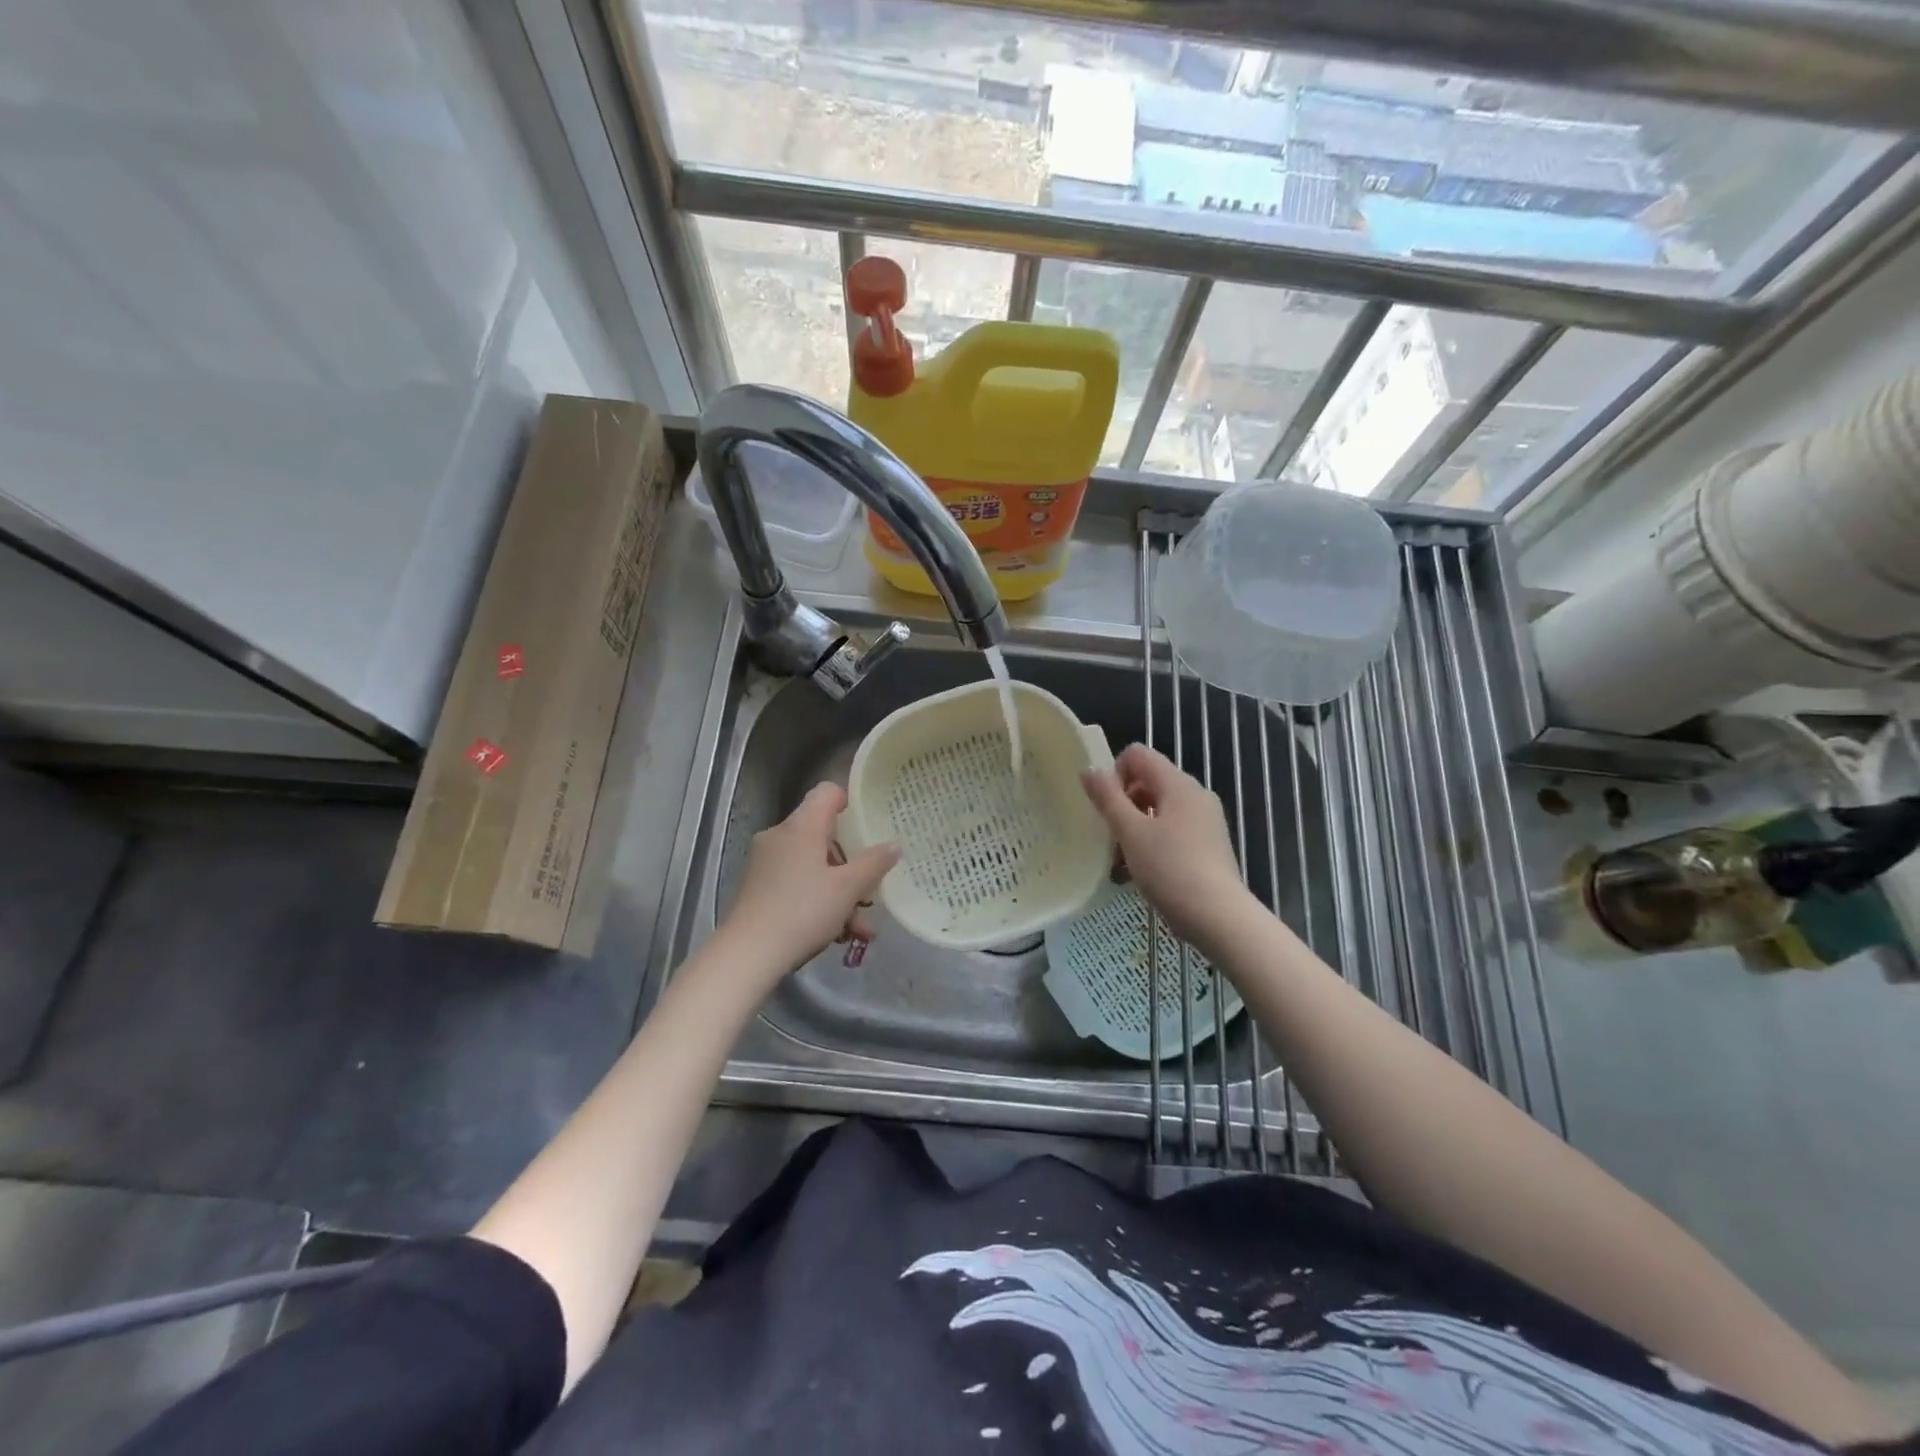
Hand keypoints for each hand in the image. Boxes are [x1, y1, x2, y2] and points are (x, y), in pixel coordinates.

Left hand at [721, 783, 898, 976]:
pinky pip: (796, 883)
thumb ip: (874, 864)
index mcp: (801, 826)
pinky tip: (836, 935)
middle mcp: (780, 836)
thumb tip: (893, 844)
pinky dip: (818, 901)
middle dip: (851, 864)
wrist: (747, 954)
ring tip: (860, 928)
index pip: (827, 793)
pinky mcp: (758, 888)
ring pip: (812, 866)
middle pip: (823, 835)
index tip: (869, 825)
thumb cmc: (802, 911)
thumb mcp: (847, 889)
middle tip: (870, 889)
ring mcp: (765, 863)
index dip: (850, 803)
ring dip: (839, 892)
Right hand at [1082, 744, 1252, 949]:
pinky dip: (1153, 843)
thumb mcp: (1130, 833)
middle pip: (1148, 782)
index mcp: (1178, 784)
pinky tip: (1140, 873)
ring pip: (1159, 810)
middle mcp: (1195, 794)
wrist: (1219, 918)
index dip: (1115, 774)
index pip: (1138, 754)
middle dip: (1123, 804)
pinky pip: (1173, 831)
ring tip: (1120, 862)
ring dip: (1134, 828)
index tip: (1106, 807)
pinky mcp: (1209, 845)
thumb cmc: (1170, 869)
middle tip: (1110, 837)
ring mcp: (1205, 821)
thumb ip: (1108, 798)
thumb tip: (1089, 769)